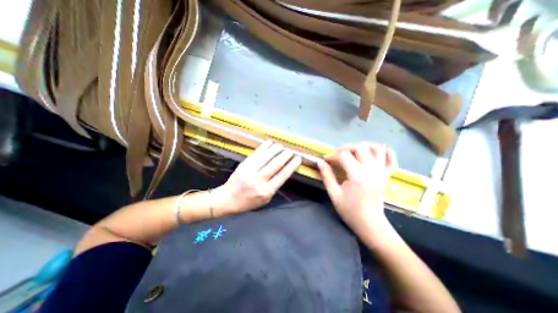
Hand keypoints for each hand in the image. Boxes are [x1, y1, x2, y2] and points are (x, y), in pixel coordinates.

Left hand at [213, 139, 301, 214]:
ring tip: (282, 146)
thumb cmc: (248, 202)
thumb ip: (275, 186)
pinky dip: (264, 147)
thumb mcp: (265, 200)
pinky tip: (270, 143)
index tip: (298, 158)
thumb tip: (284, 171)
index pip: (282, 175)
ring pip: (267, 157)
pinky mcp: (244, 164)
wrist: (227, 199)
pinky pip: (256, 153)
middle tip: (291, 150)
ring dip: (276, 149)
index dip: (292, 165)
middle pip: (276, 164)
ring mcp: (250, 171)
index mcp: (266, 191)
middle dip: (285, 155)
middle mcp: (259, 180)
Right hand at [319, 143, 396, 232]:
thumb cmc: (349, 210)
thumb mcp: (334, 194)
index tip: (326, 159)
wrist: (369, 223)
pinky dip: (387, 151)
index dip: (333, 155)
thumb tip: (320, 162)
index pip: (344, 155)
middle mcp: (371, 169)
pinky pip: (391, 158)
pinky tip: (379, 149)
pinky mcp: (387, 175)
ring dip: (364, 146)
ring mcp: (381, 171)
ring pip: (376, 149)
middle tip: (338, 155)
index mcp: (357, 175)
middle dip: (346, 148)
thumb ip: (327, 176)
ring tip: (355, 151)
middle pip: (360, 148)